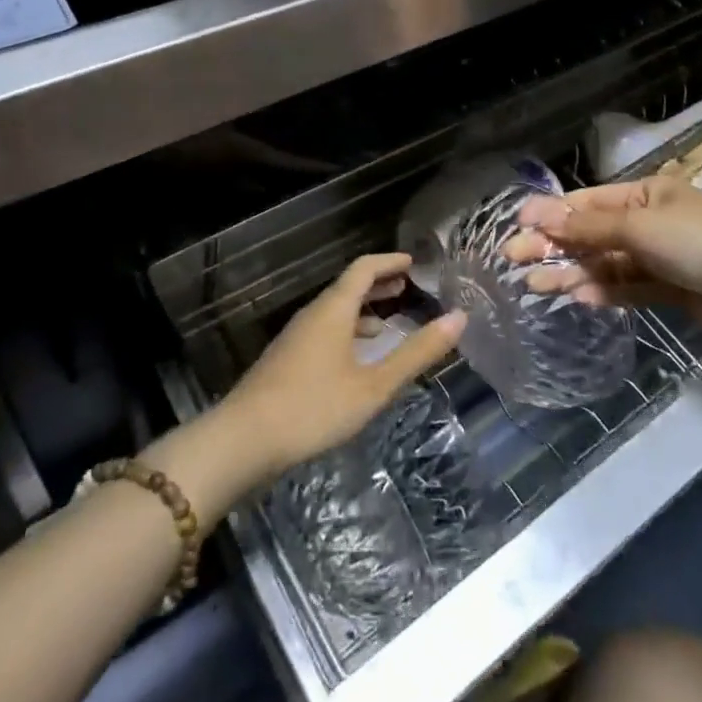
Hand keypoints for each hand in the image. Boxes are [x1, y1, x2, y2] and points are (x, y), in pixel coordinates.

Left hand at [222, 254, 466, 477]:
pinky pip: (325, 330)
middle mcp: (314, 313)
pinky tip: (356, 359)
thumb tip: (459, 318)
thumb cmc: (313, 407)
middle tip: (408, 286)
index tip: (414, 262)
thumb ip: (416, 353)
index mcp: (334, 308)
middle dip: (379, 284)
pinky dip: (348, 331)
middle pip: (349, 286)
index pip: (364, 268)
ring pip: (336, 310)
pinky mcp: (288, 359)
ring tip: (389, 322)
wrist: (243, 440)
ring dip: (364, 310)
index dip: (390, 261)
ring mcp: (297, 336)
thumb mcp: (374, 385)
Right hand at [505, 175, 701, 348]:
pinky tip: (577, 297)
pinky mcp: (672, 290)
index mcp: (646, 194)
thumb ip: (588, 228)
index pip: (589, 201)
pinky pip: (629, 287)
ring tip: (536, 284)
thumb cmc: (699, 241)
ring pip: (607, 263)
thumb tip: (540, 218)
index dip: (552, 212)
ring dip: (574, 271)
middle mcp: (650, 222)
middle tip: (514, 258)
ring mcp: (661, 257)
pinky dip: (604, 291)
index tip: (517, 225)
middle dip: (555, 244)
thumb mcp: (639, 227)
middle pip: (593, 233)